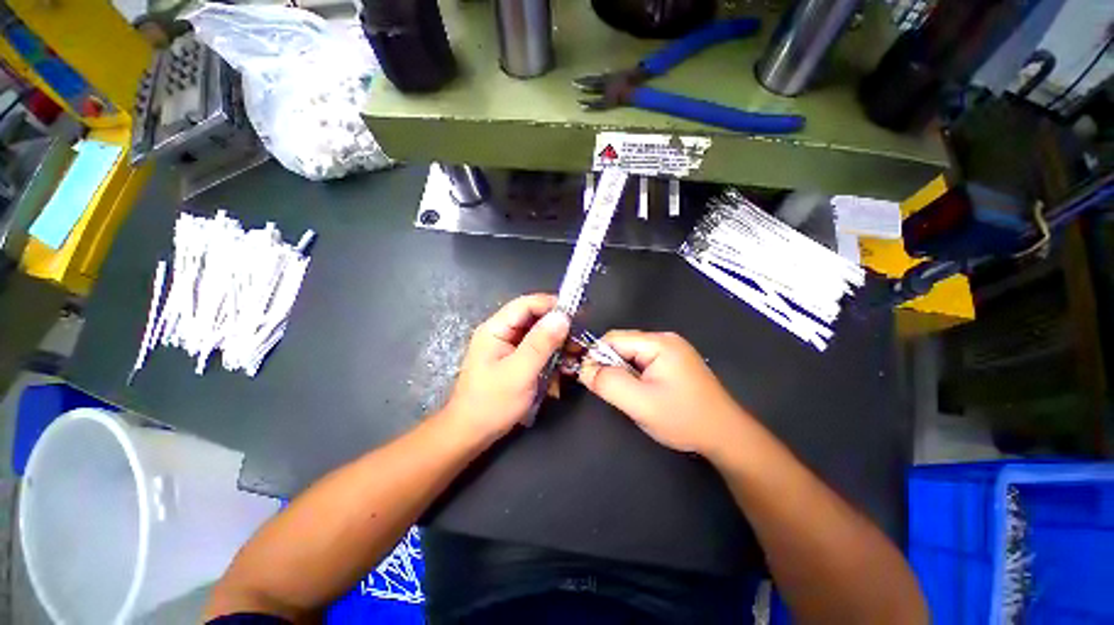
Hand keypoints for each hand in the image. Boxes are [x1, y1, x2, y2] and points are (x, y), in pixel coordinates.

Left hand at [443, 293, 569, 444]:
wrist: (471, 434)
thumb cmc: (491, 404)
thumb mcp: (519, 372)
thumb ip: (541, 343)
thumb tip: (563, 316)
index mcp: (495, 329)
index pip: (526, 304)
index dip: (551, 305)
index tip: (576, 314)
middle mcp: (501, 333)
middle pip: (533, 318)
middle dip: (557, 327)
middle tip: (579, 338)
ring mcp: (507, 347)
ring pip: (537, 335)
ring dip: (556, 343)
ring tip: (574, 354)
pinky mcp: (513, 360)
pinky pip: (535, 350)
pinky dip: (550, 355)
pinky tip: (561, 366)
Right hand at [578, 330, 751, 455]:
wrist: (726, 436)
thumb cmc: (683, 419)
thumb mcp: (640, 403)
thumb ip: (608, 383)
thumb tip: (583, 369)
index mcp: (659, 342)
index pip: (613, 338)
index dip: (596, 356)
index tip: (590, 380)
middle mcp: (665, 340)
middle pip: (623, 344)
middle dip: (611, 366)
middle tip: (612, 392)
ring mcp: (672, 350)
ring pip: (631, 355)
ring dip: (623, 372)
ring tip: (629, 395)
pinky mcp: (675, 362)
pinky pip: (643, 362)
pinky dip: (635, 376)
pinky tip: (642, 393)